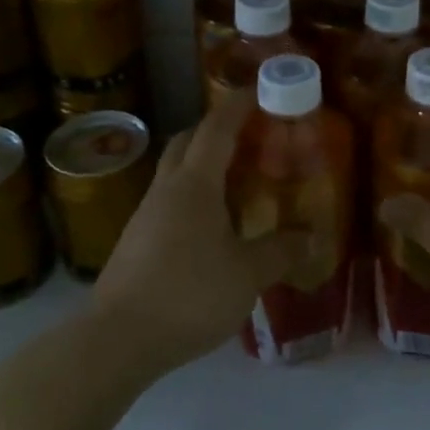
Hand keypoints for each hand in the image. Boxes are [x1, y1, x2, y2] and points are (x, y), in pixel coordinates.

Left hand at [91, 96, 305, 372]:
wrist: (117, 339)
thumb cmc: (188, 294)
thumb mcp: (247, 274)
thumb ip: (280, 252)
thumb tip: (312, 238)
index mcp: (195, 184)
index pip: (216, 129)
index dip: (237, 105)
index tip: (258, 89)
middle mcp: (167, 189)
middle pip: (187, 141)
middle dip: (215, 129)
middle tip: (249, 135)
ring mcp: (145, 214)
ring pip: (175, 172)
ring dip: (202, 163)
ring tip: (236, 179)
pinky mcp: (136, 240)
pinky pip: (169, 200)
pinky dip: (192, 194)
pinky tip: (211, 223)